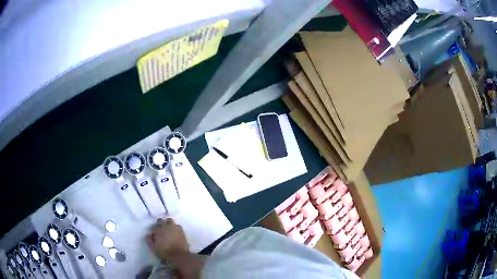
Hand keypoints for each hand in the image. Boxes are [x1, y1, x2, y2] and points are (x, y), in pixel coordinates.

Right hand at [147, 218, 188, 261]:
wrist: (178, 255)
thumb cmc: (165, 252)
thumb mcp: (154, 247)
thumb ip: (149, 240)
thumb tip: (148, 235)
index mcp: (158, 230)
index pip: (153, 227)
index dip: (153, 231)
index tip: (154, 235)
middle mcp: (165, 226)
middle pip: (161, 220)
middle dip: (159, 224)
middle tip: (160, 230)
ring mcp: (174, 227)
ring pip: (170, 221)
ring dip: (168, 224)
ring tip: (168, 229)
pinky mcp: (181, 231)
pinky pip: (177, 226)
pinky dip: (175, 228)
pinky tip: (175, 232)